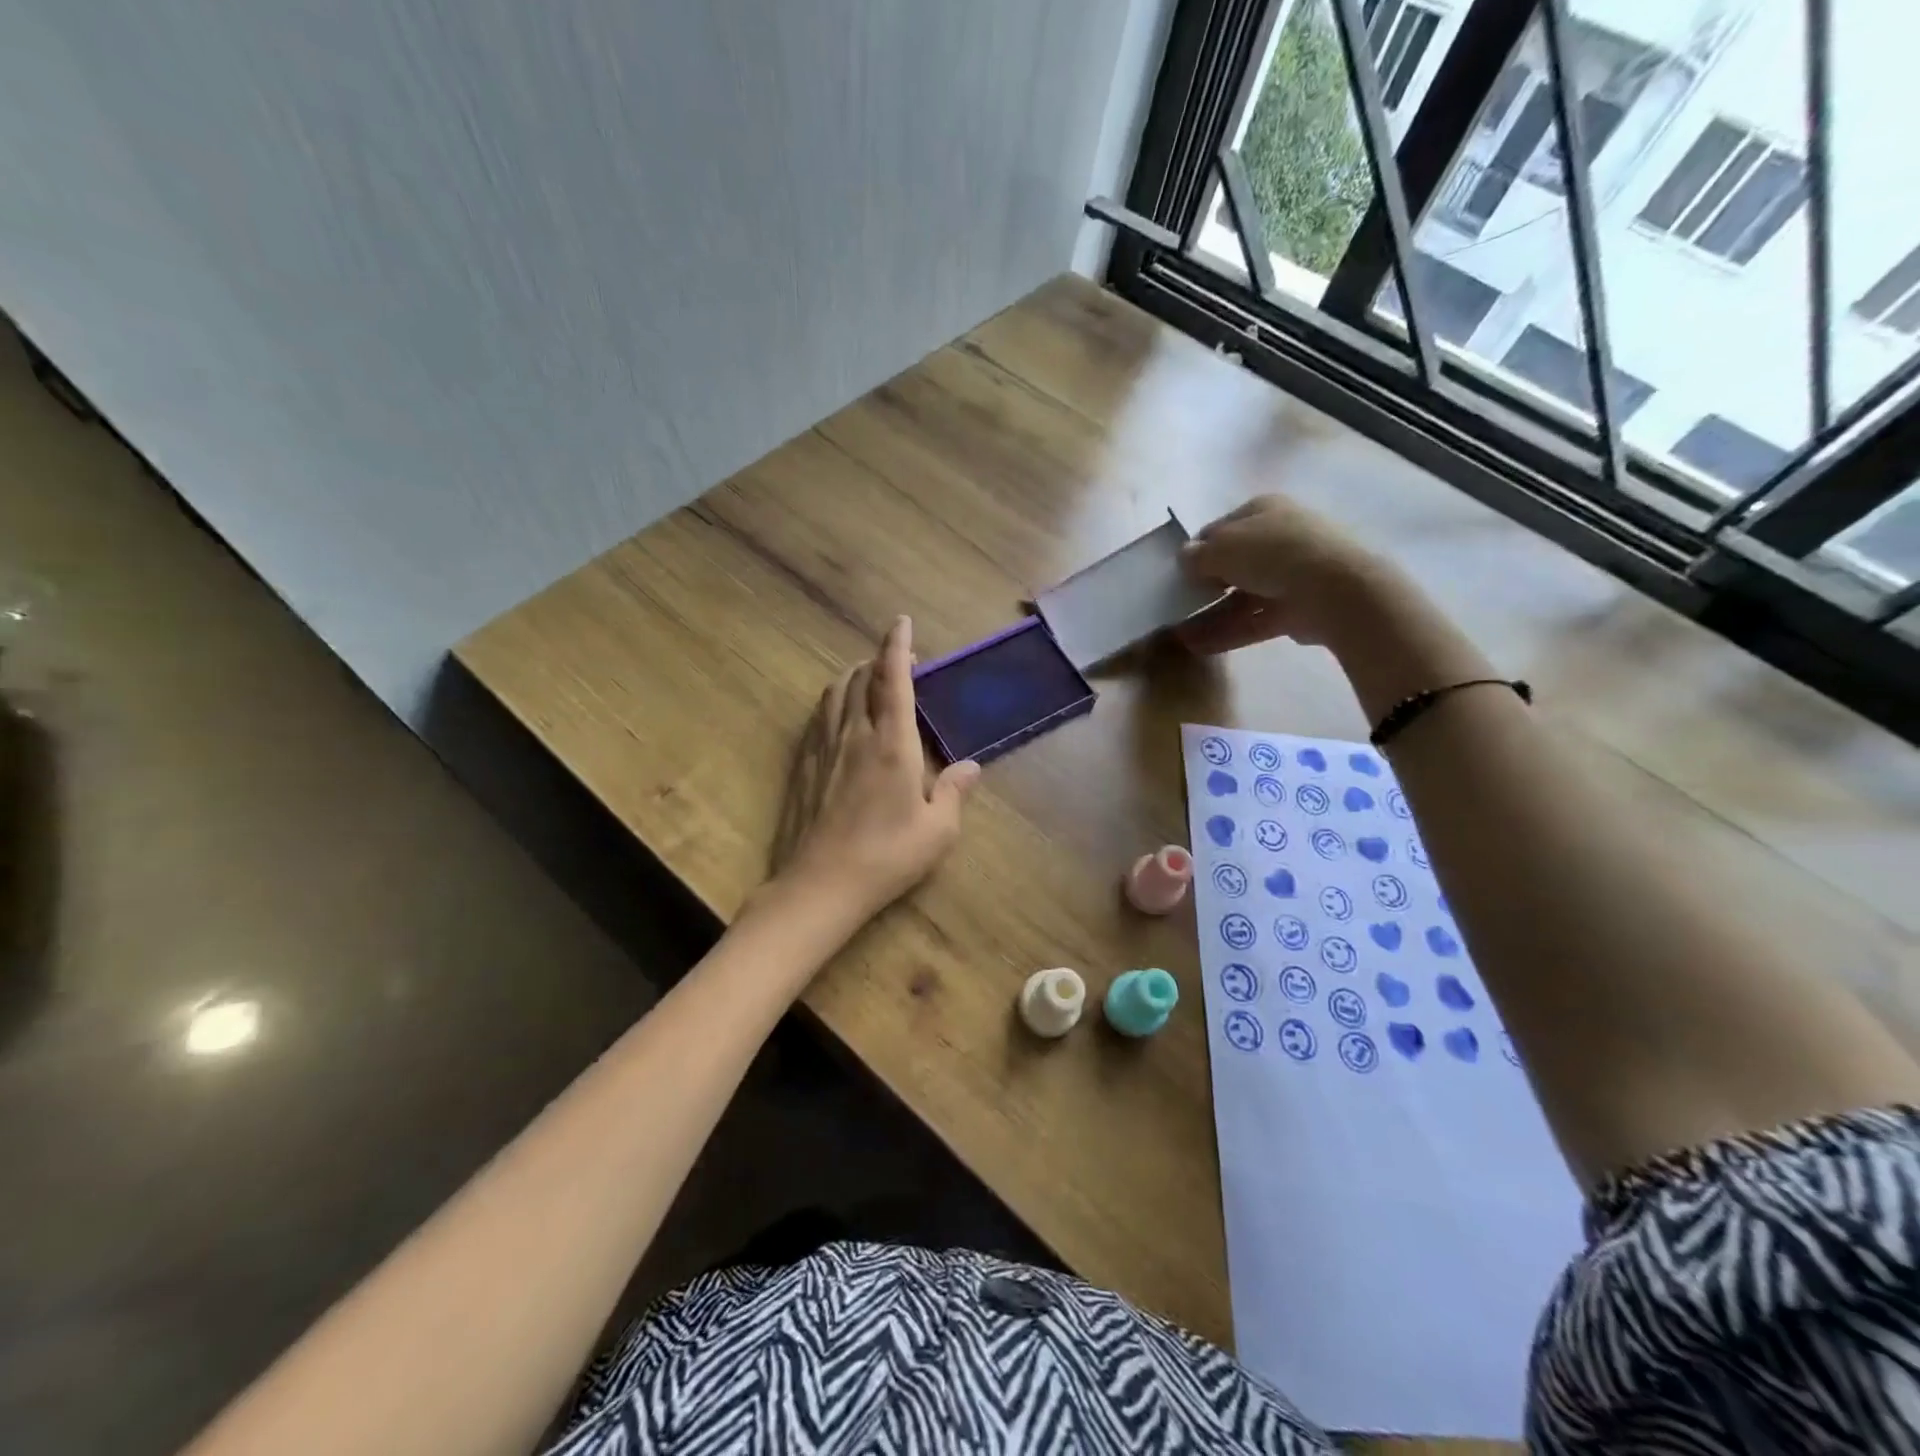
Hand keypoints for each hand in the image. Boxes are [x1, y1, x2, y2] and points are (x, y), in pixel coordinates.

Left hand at [772, 617, 980, 922]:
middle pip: (860, 679)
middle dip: (878, 660)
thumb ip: (954, 791)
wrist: (822, 883)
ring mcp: (824, 748)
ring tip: (868, 680)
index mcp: (891, 742)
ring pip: (835, 693)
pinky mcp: (803, 765)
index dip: (897, 646)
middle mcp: (855, 734)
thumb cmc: (888, 855)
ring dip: (853, 677)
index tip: (900, 622)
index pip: (893, 679)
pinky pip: (818, 717)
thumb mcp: (938, 830)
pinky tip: (839, 715)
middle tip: (897, 661)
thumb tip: (972, 767)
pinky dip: (833, 701)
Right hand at [1176, 494, 1394, 652]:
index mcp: (1262, 510)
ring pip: (1240, 596)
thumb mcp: (1223, 547)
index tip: (1176, 573)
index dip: (1196, 550)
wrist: (1335, 589)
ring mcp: (1289, 575)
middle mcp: (1278, 538)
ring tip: (1178, 635)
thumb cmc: (1273, 553)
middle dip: (1202, 586)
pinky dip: (1227, 632)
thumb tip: (1185, 559)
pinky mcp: (1296, 609)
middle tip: (1176, 604)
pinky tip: (1198, 646)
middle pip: (1231, 564)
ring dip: (1209, 615)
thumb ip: (1197, 555)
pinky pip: (1253, 620)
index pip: (1220, 529)